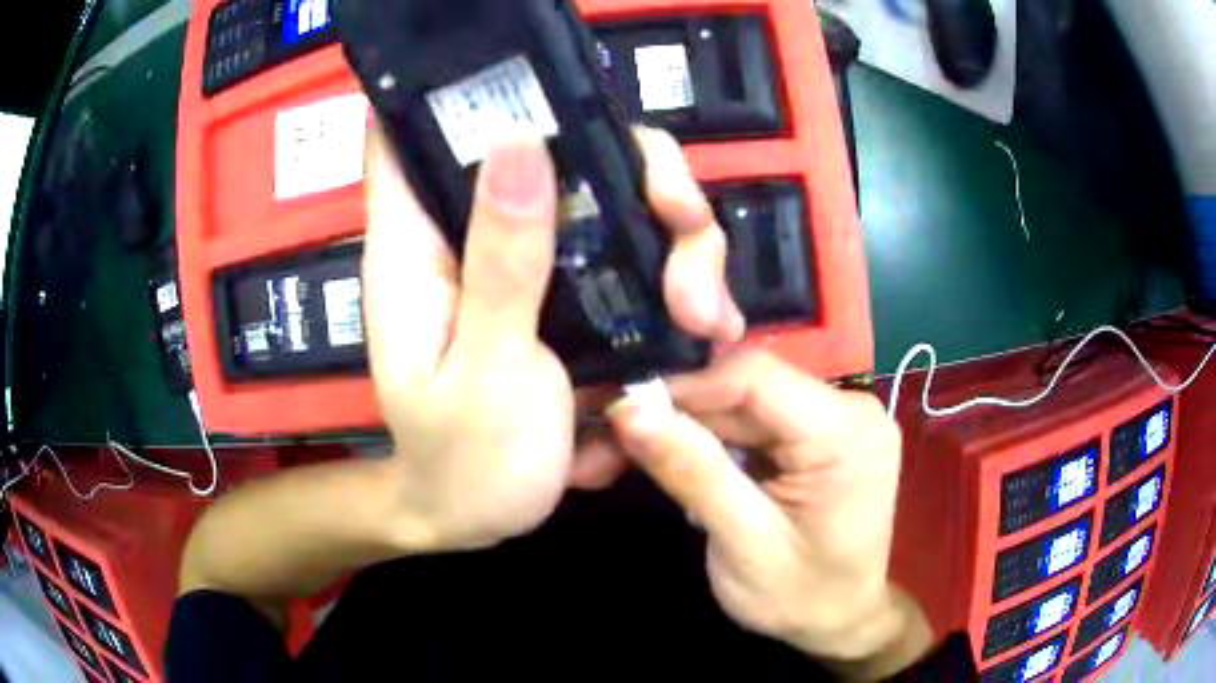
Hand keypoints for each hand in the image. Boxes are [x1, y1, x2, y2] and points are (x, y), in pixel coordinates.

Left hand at [362, 124, 743, 551]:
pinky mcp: (567, 295)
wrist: (479, 519)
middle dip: (630, 168)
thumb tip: (518, 140)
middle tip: (682, 220)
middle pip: (554, 149)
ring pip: (611, 200)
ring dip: (675, 238)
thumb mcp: (484, 371)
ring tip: (705, 314)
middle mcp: (474, 236)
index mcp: (418, 246)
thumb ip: (500, 261)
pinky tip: (706, 329)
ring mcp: (529, 263)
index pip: (412, 133)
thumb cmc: (464, 462)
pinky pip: (630, 256)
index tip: (546, 90)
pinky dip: (676, 279)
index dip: (464, 91)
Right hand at [608, 352, 930, 675]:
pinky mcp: (824, 431)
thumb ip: (693, 472)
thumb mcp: (743, 545)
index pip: (755, 377)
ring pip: (746, 402)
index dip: (684, 387)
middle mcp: (851, 408)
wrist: (842, 617)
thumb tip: (629, 408)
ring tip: (638, 455)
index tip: (624, 414)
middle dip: (679, 413)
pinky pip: (758, 420)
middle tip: (614, 443)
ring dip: (692, 427)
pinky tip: (687, 461)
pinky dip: (717, 439)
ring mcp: (840, 417)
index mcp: (846, 432)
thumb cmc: (801, 596)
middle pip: (747, 388)